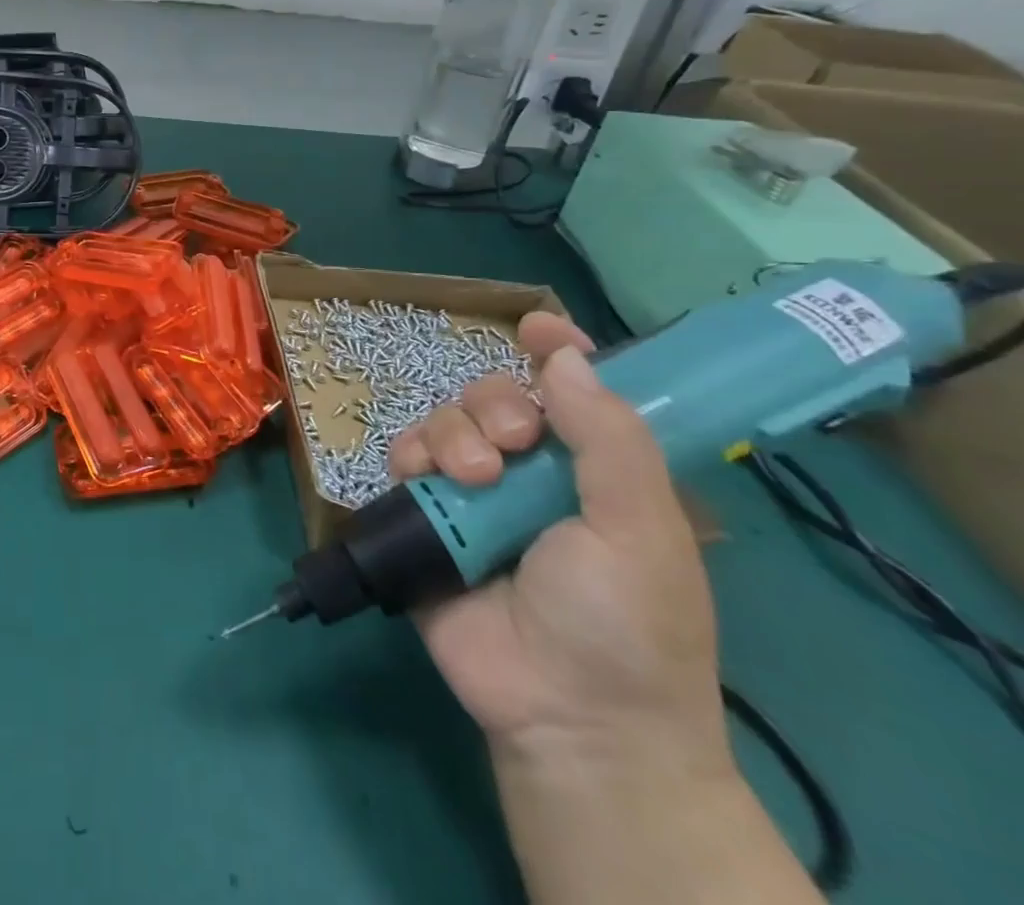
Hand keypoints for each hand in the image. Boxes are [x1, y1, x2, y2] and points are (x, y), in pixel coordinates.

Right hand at [391, 313, 731, 781]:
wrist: (567, 718)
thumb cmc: (626, 625)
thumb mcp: (640, 530)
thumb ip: (609, 439)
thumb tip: (564, 354)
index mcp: (594, 469)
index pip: (575, 389)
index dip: (556, 349)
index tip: (536, 326)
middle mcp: (532, 471)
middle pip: (496, 395)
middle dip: (495, 405)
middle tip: (510, 446)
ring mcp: (474, 493)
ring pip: (446, 419)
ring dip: (453, 434)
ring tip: (472, 480)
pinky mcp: (427, 516)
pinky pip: (404, 458)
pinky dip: (410, 456)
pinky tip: (424, 479)